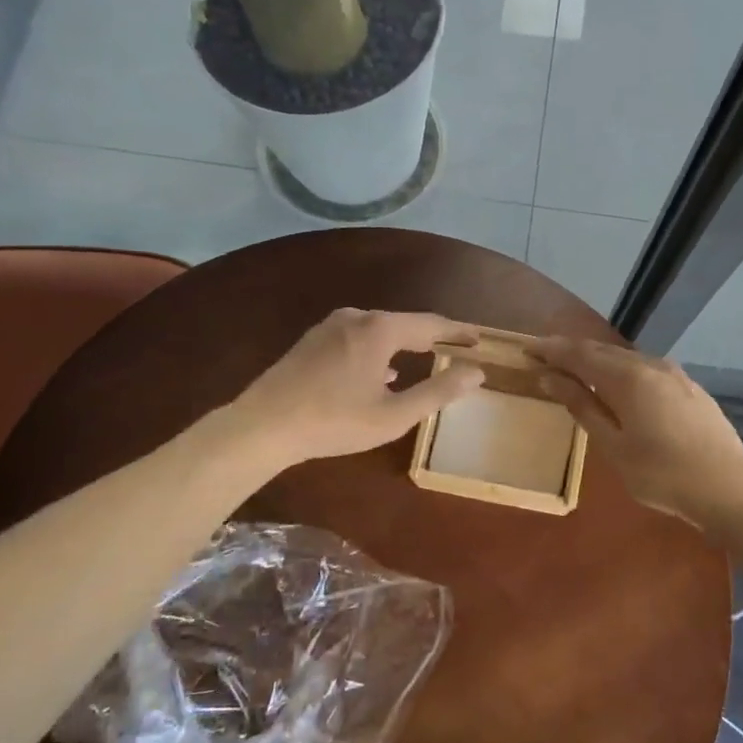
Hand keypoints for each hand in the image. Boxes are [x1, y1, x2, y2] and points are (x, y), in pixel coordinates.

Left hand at [229, 308, 483, 467]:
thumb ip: (439, 391)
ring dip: (405, 345)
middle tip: (456, 349)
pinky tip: (381, 372)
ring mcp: (330, 326)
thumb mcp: (394, 415)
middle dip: (432, 337)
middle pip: (405, 324)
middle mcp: (357, 317)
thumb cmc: (334, 421)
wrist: (262, 426)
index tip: (479, 340)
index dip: (458, 332)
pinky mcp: (313, 340)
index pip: (431, 324)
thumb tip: (476, 372)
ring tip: (425, 359)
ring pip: (380, 331)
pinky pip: (358, 338)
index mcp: (380, 329)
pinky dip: (379, 351)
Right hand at [529, 337, 742, 524]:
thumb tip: (550, 377)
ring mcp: (674, 374)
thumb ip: (582, 406)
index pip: (579, 353)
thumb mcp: (613, 445)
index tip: (527, 348)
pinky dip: (622, 371)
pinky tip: (619, 386)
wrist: (729, 487)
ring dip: (598, 361)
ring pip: (626, 359)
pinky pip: (645, 369)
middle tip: (544, 356)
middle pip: (602, 351)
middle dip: (571, 352)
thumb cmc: (662, 474)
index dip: (551, 349)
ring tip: (576, 371)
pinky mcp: (689, 387)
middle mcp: (650, 364)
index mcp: (627, 377)